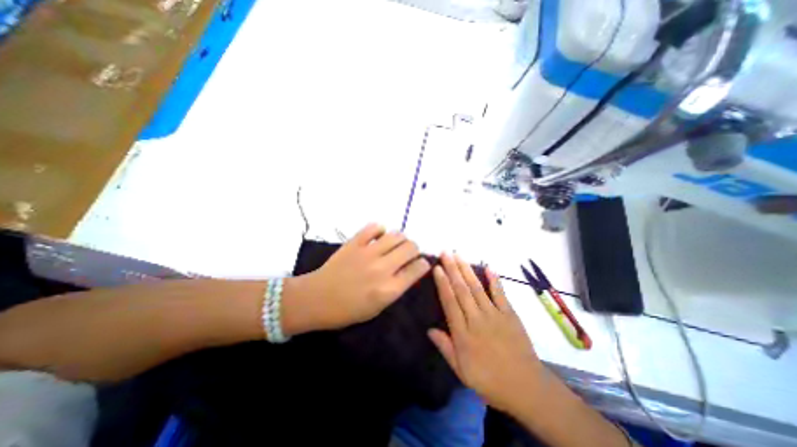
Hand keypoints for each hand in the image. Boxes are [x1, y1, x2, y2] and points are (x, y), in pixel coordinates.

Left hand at [291, 221, 433, 330]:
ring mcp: (368, 253)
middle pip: (411, 247)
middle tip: (409, 253)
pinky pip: (374, 227)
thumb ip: (396, 288)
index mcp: (389, 289)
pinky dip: (380, 229)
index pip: (417, 269)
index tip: (421, 264)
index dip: (424, 264)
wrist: (316, 299)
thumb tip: (409, 271)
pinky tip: (378, 236)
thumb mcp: (378, 308)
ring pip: (396, 235)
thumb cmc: (348, 310)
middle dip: (415, 249)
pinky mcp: (355, 243)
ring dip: (401, 238)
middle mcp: (382, 268)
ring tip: (395, 244)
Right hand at [431, 253, 548, 412]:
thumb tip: (429, 329)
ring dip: (467, 270)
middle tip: (446, 253)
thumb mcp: (461, 370)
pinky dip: (494, 280)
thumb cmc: (489, 380)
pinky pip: (500, 294)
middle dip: (452, 269)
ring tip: (459, 255)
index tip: (437, 268)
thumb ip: (445, 347)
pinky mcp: (509, 314)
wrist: (525, 387)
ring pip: (477, 288)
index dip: (442, 284)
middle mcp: (476, 319)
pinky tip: (488, 267)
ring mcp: (494, 315)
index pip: (450, 302)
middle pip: (462, 290)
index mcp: (463, 334)